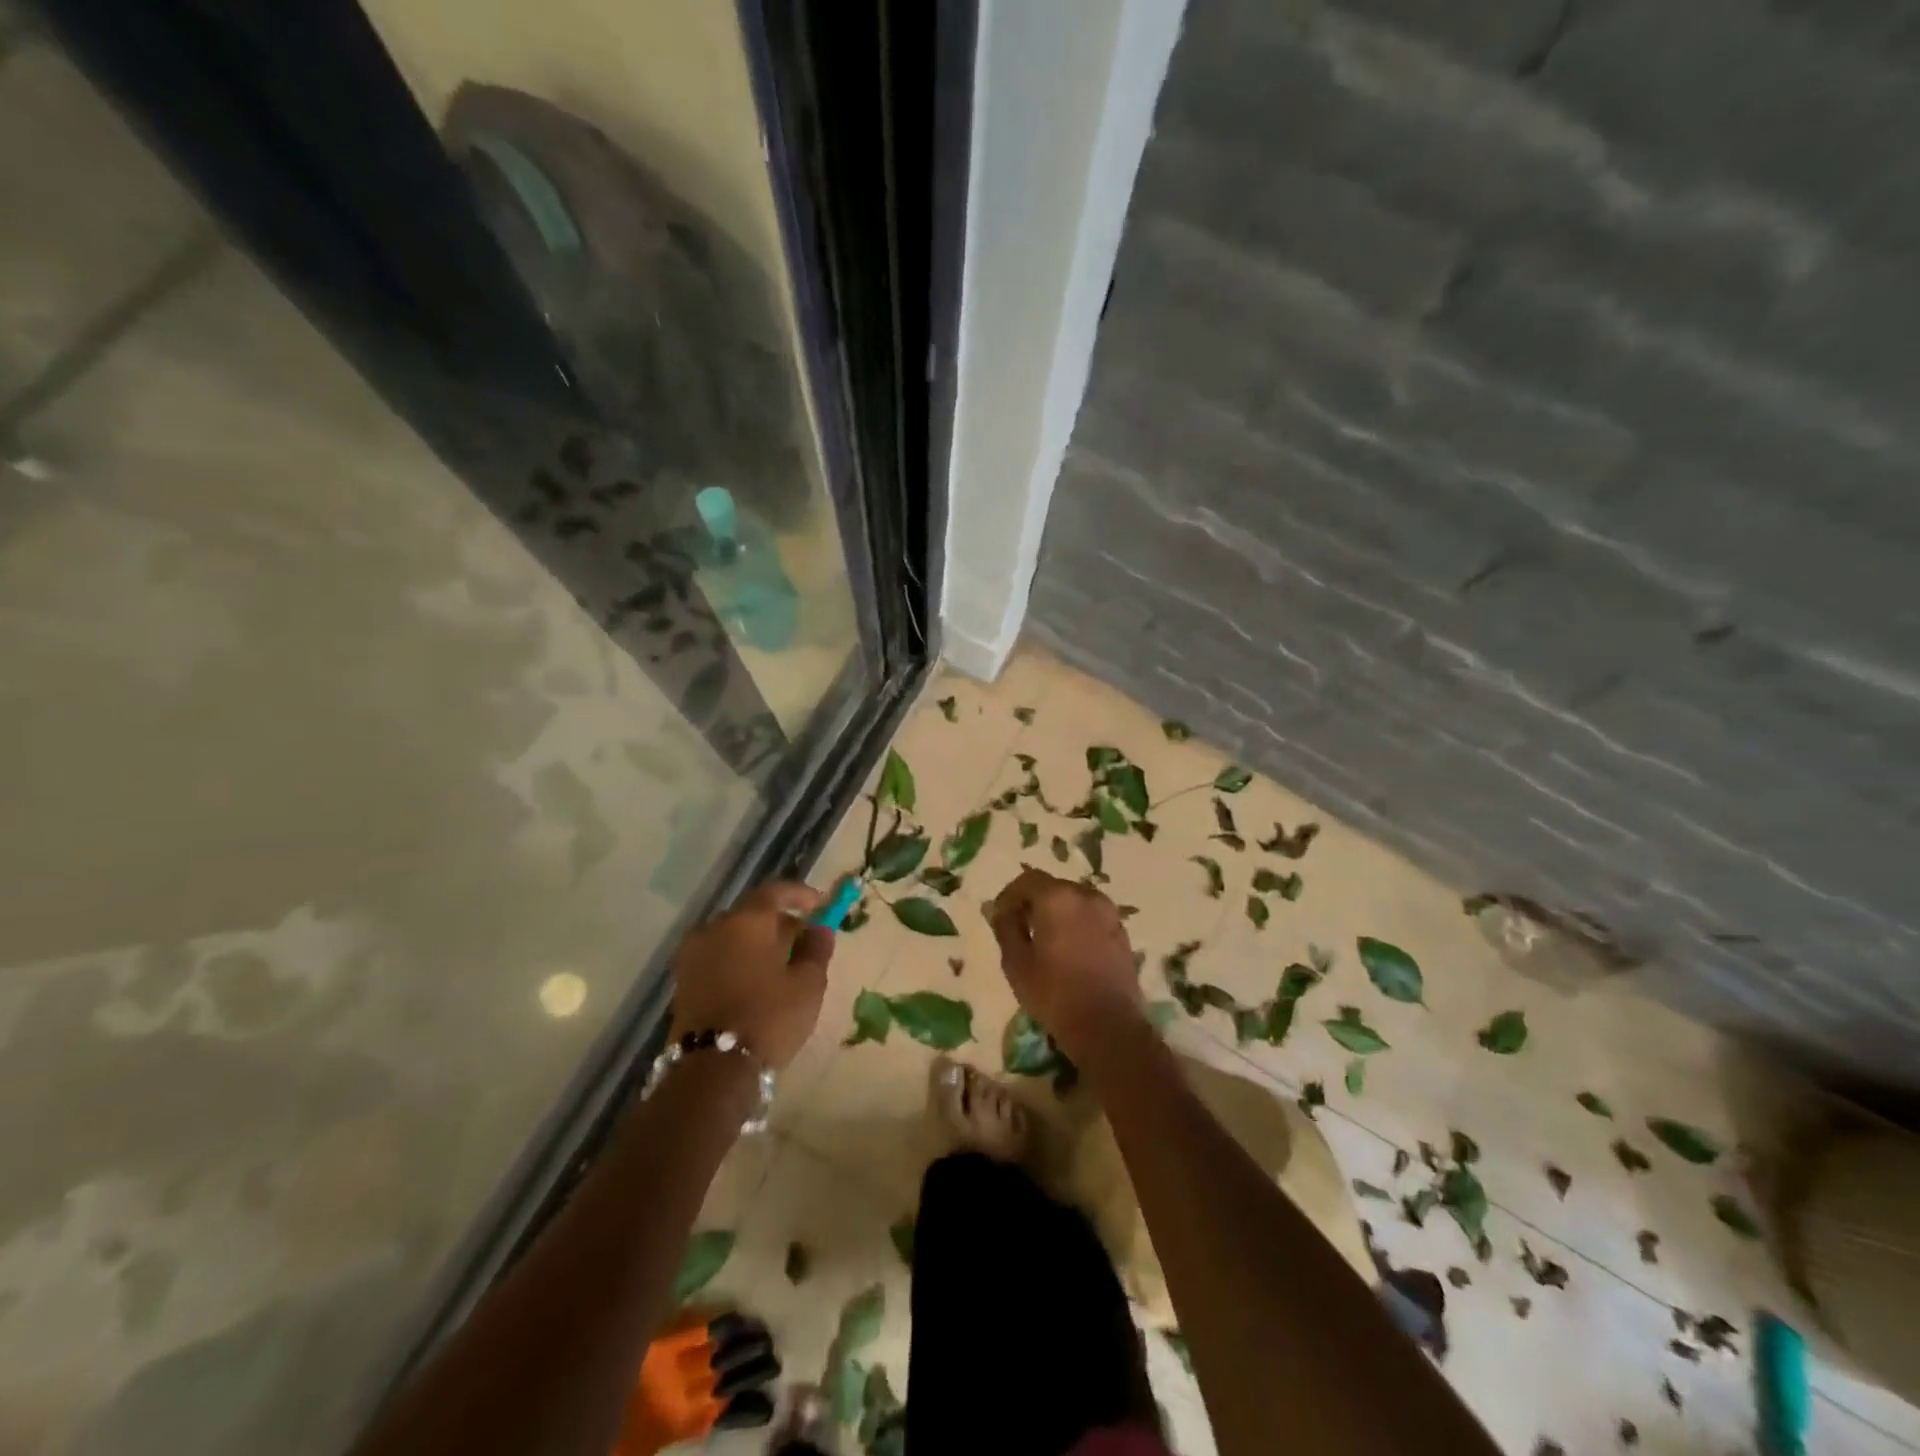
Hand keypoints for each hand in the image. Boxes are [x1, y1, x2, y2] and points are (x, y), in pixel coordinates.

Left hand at [670, 881, 832, 1069]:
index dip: (799, 894)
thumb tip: (819, 929)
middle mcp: (714, 928)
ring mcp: (693, 954)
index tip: (820, 905)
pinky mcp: (683, 981)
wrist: (712, 1069)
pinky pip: (717, 957)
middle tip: (803, 940)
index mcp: (747, 921)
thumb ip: (816, 950)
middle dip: (778, 922)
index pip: (774, 891)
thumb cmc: (769, 1018)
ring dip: (756, 943)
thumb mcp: (808, 984)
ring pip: (732, 936)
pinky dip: (737, 960)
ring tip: (780, 965)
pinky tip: (755, 982)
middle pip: (751, 914)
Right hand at [987, 868, 1141, 1060]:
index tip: (999, 916)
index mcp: (1057, 898)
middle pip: (1053, 888)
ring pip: (1075, 901)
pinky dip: (1077, 924)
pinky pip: (1092, 917)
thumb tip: (1002, 911)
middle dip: (1034, 902)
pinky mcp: (1122, 932)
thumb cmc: (1055, 994)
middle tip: (1020, 927)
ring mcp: (1109, 913)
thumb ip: (1006, 928)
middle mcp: (1086, 896)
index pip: (1027, 880)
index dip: (1009, 896)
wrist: (1109, 1027)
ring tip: (1045, 940)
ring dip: (1057, 912)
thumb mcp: (1016, 963)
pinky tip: (1069, 950)